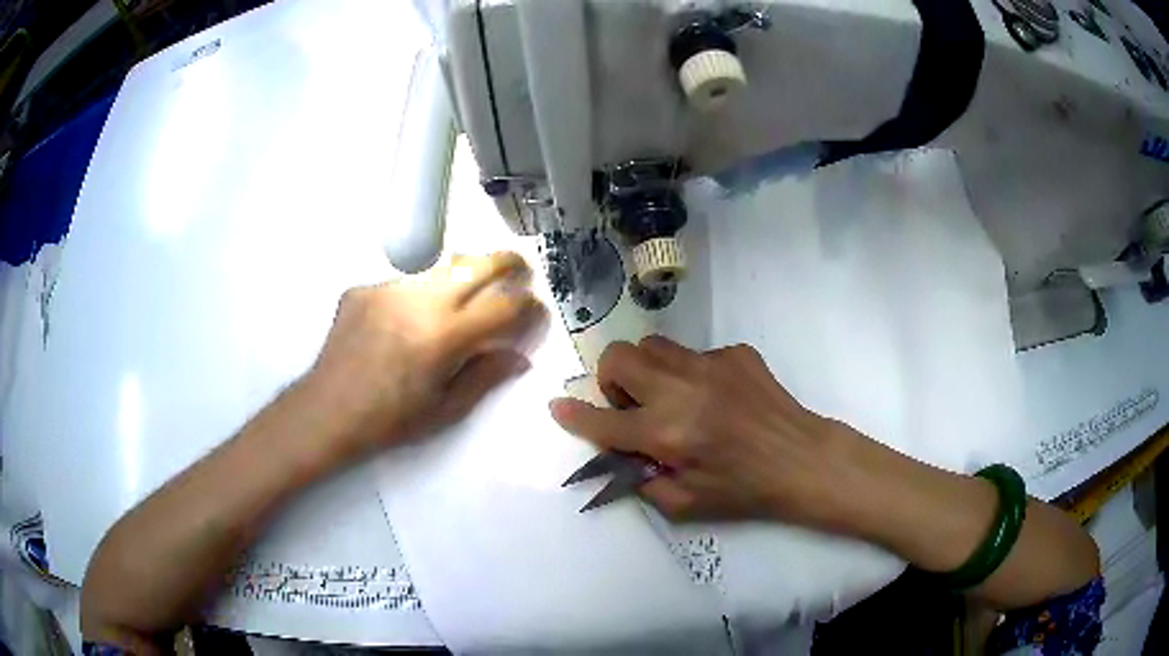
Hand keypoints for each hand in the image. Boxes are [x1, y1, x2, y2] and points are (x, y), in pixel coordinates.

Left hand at [302, 252, 545, 461]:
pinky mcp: (364, 287)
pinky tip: (406, 321)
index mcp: (444, 335)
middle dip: (508, 264)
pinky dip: (419, 295)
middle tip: (520, 272)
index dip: (529, 307)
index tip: (536, 312)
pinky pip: (404, 282)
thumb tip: (520, 356)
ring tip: (465, 294)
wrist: (327, 410)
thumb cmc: (389, 420)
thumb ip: (486, 376)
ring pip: (440, 265)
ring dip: (464, 275)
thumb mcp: (445, 410)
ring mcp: (389, 288)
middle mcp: (420, 300)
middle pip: (478, 264)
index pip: (504, 306)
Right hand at [550, 336, 871, 526]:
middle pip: (619, 358)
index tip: (558, 406)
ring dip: (647, 370)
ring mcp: (710, 364)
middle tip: (632, 405)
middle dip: (612, 380)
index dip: (574, 415)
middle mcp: (682, 390)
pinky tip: (717, 397)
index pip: (603, 422)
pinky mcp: (735, 353)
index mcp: (667, 433)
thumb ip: (642, 483)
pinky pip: (695, 354)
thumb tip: (620, 457)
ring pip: (653, 346)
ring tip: (669, 396)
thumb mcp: (686, 506)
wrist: (802, 459)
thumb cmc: (744, 490)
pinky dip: (691, 374)